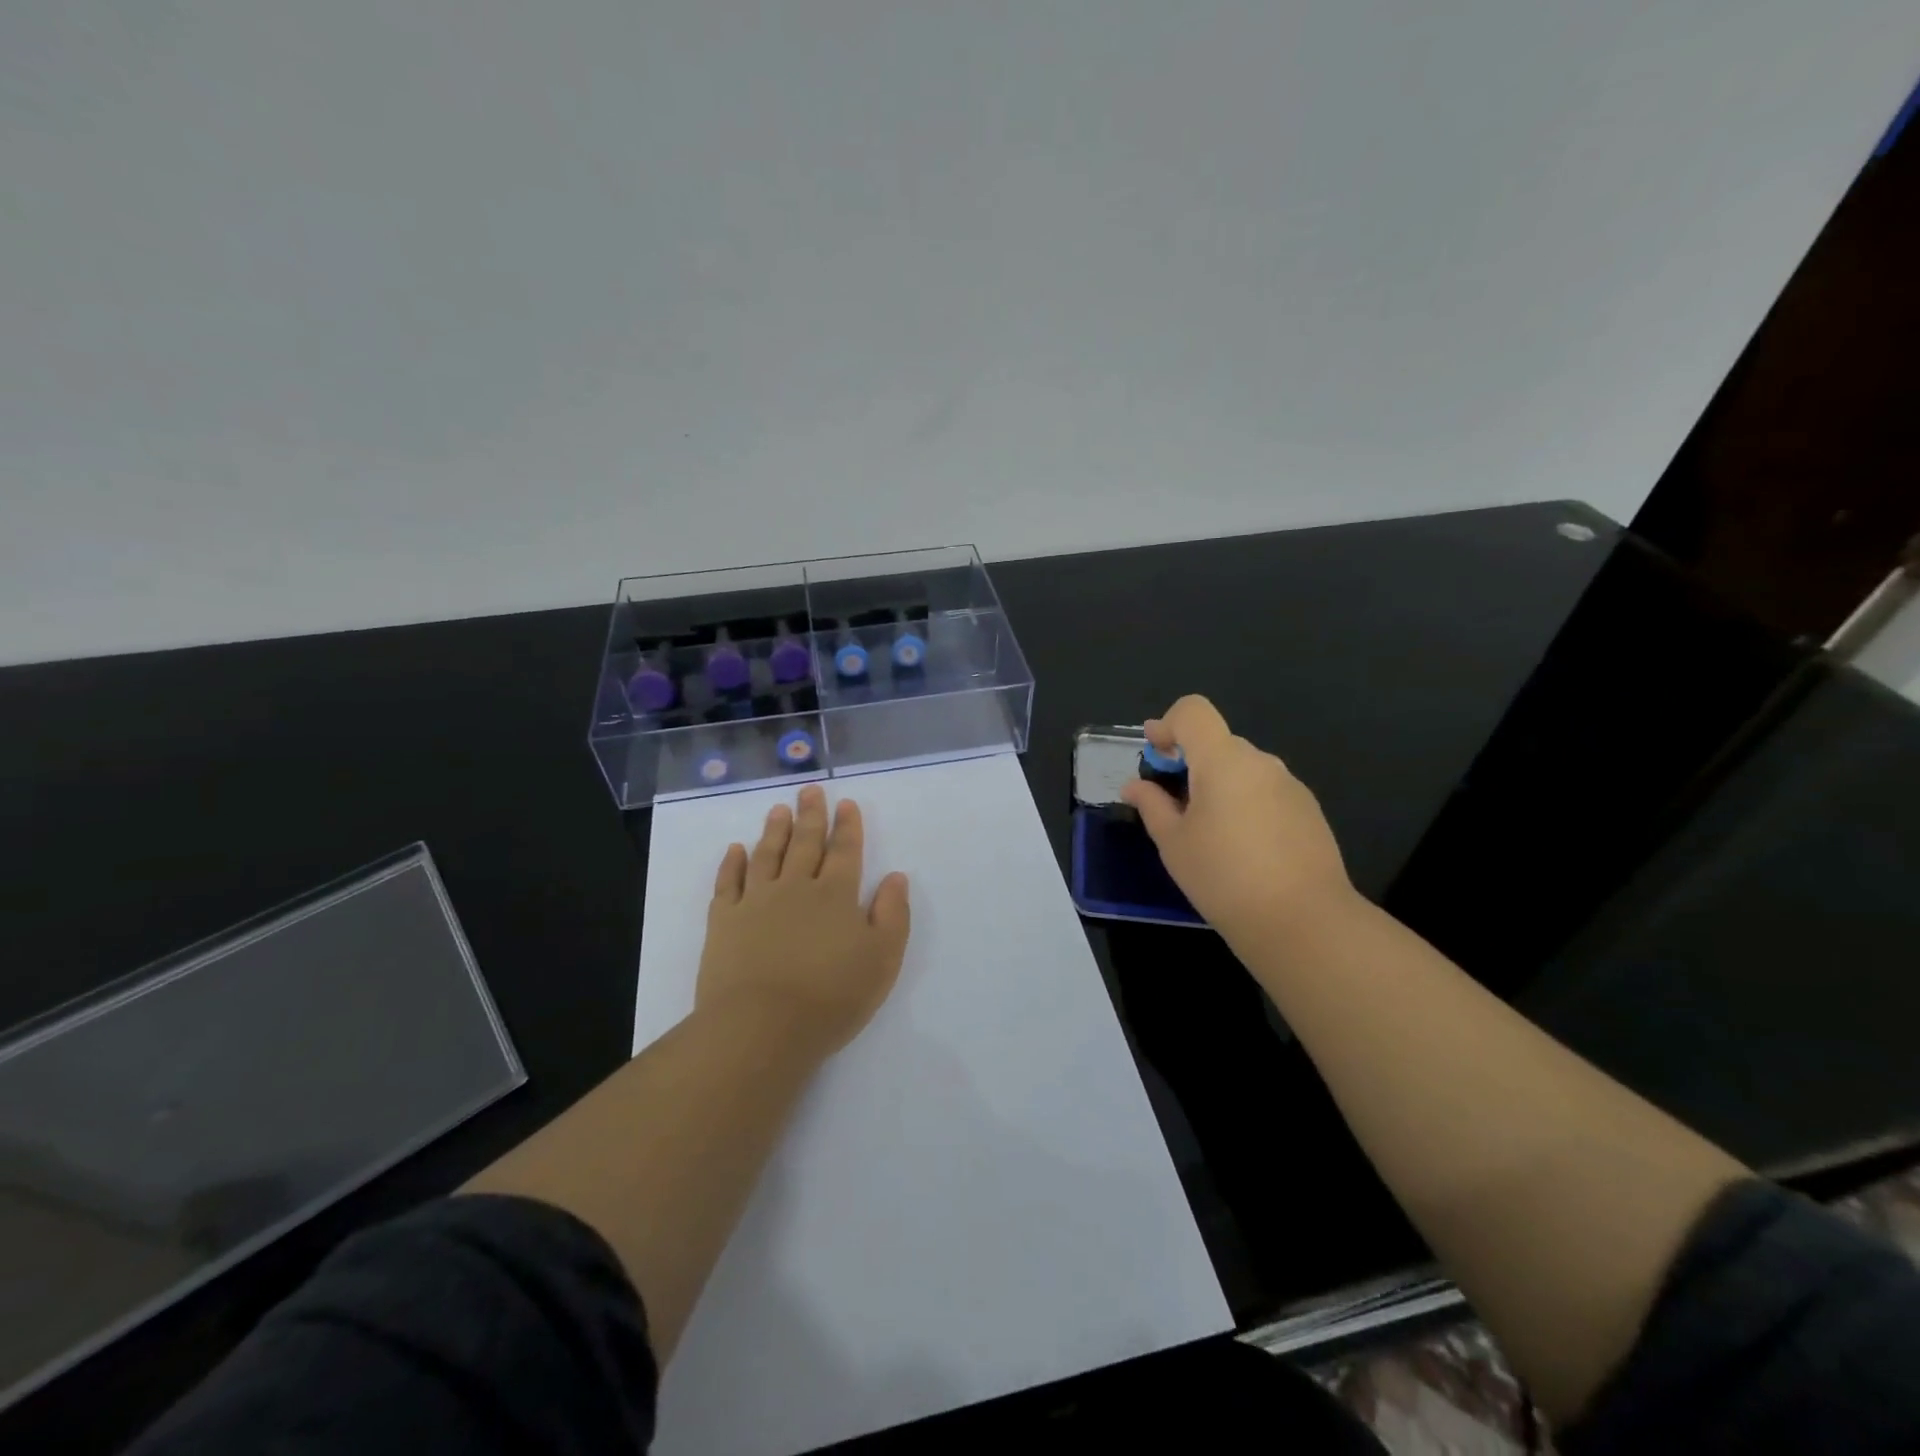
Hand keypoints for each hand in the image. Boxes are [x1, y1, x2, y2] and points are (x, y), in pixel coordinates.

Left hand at [697, 784, 911, 1059]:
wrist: (761, 1027)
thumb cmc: (831, 998)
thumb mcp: (882, 960)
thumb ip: (892, 914)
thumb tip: (895, 877)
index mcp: (836, 895)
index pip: (845, 851)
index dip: (847, 826)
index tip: (846, 804)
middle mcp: (796, 887)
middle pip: (805, 843)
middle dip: (811, 816)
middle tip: (810, 791)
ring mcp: (756, 901)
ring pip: (767, 855)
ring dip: (775, 830)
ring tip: (778, 809)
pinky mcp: (724, 920)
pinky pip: (728, 882)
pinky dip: (732, 863)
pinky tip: (735, 849)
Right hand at [1120, 695, 1355, 946]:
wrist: (1303, 921)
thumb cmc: (1223, 877)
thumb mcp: (1173, 842)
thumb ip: (1152, 805)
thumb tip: (1135, 786)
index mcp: (1223, 760)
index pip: (1193, 711)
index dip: (1168, 725)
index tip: (1154, 755)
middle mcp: (1260, 762)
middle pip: (1217, 743)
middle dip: (1190, 763)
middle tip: (1172, 804)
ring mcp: (1290, 786)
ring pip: (1243, 770)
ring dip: (1219, 785)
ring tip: (1208, 833)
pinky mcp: (1309, 812)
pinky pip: (1266, 792)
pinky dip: (1245, 804)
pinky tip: (1242, 849)